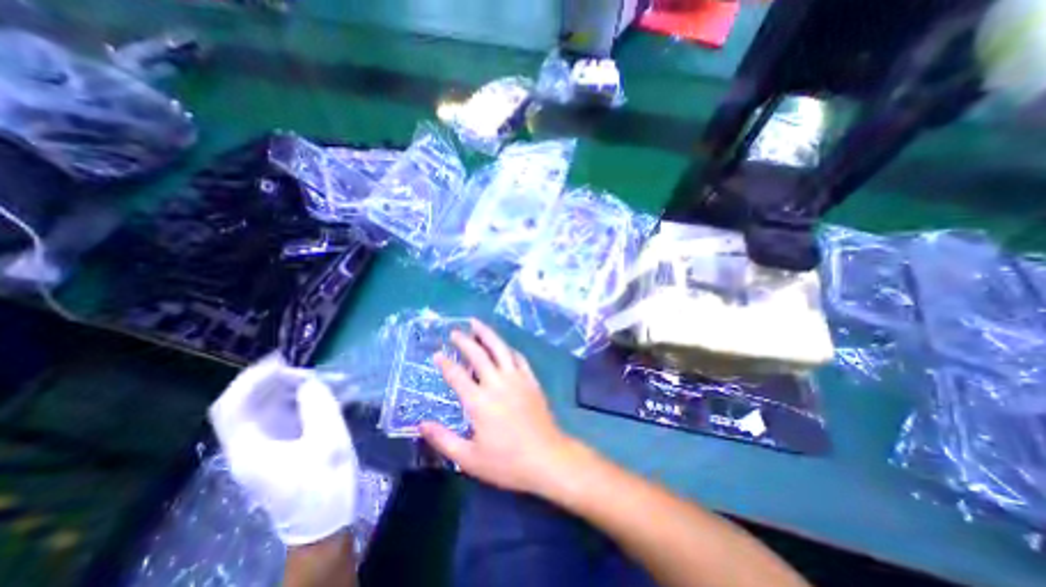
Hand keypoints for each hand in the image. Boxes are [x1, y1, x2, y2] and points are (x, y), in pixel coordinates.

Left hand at [209, 353, 359, 545]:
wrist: (327, 519)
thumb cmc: (324, 484)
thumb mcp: (327, 442)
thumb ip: (319, 407)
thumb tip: (312, 381)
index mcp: (251, 448)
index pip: (231, 407)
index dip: (251, 379)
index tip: (282, 359)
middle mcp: (254, 442)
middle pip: (258, 401)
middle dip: (288, 380)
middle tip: (321, 373)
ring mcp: (273, 441)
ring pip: (282, 404)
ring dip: (309, 388)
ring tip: (341, 380)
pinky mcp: (291, 441)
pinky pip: (299, 411)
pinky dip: (319, 399)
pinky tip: (346, 393)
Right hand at [420, 322, 580, 495]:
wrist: (546, 458)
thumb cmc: (507, 462)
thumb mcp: (469, 459)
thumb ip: (443, 440)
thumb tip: (421, 424)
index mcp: (479, 402)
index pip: (457, 376)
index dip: (445, 364)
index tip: (437, 354)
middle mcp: (497, 384)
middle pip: (478, 355)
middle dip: (465, 341)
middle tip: (455, 332)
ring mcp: (517, 379)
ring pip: (500, 349)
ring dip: (487, 334)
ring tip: (477, 323)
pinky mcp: (531, 381)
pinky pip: (519, 358)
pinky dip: (509, 349)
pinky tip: (504, 347)